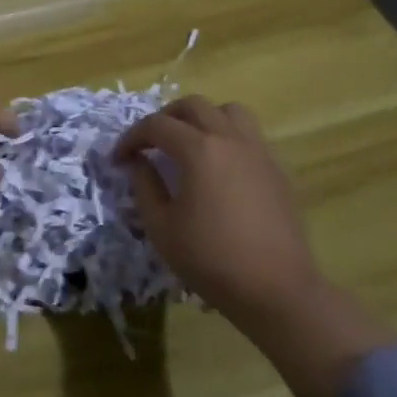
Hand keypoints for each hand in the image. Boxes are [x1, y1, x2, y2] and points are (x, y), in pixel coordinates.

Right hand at [113, 96, 321, 323]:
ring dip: (203, 119)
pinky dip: (227, 137)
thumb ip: (145, 186)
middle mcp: (231, 140)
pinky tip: (218, 168)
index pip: (156, 126)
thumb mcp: (161, 227)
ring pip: (229, 111)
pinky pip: (249, 135)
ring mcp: (259, 152)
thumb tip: (139, 163)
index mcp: (200, 151)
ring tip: (188, 144)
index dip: (131, 138)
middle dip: (165, 118)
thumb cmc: (211, 260)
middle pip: (194, 106)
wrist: (277, 290)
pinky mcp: (277, 170)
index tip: (118, 159)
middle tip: (150, 143)